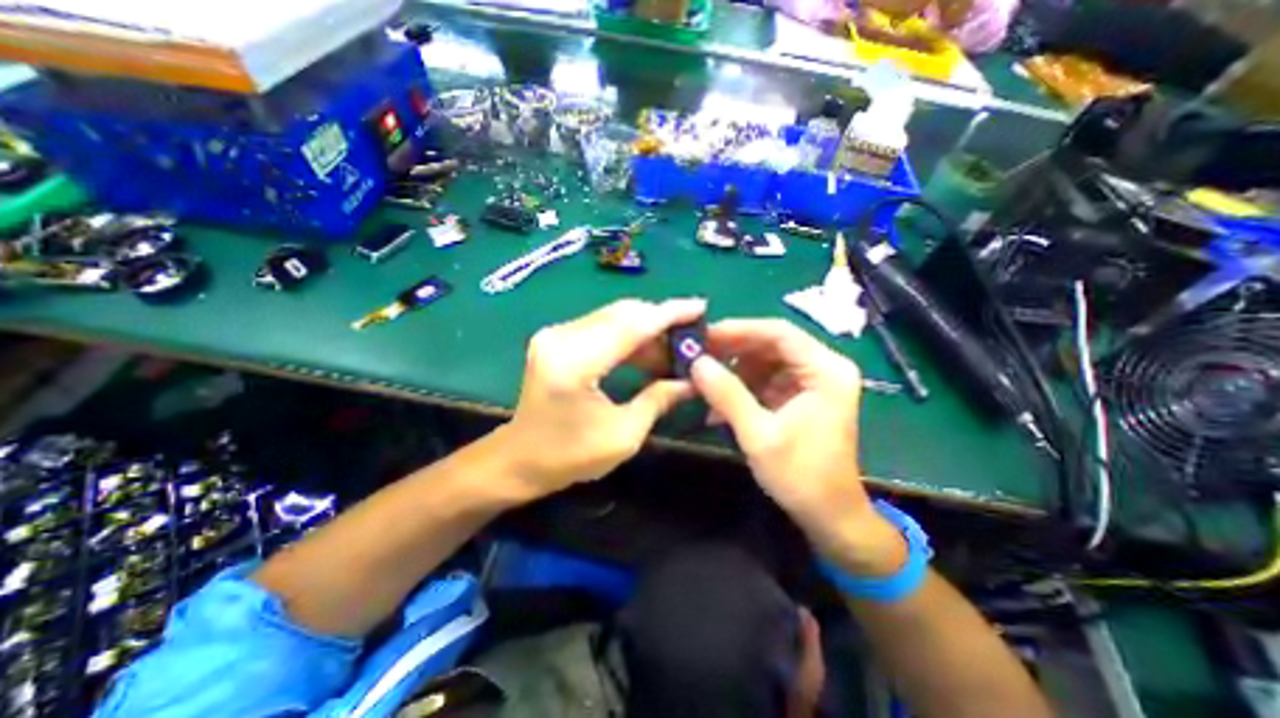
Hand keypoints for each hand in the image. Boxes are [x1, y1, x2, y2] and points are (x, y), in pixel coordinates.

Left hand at [500, 300, 704, 496]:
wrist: (519, 459)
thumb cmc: (568, 457)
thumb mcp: (623, 435)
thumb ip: (659, 400)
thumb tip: (694, 380)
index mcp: (575, 364)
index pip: (632, 325)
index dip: (670, 313)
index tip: (701, 307)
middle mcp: (561, 338)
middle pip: (623, 313)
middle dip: (661, 320)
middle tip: (692, 334)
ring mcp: (556, 334)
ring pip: (614, 317)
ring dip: (647, 328)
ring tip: (675, 347)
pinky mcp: (557, 337)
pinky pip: (602, 326)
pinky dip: (629, 335)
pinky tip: (649, 351)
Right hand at [697, 321, 902, 576]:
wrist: (830, 516)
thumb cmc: (801, 476)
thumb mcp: (758, 435)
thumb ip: (727, 395)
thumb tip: (696, 363)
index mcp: (826, 371)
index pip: (779, 333)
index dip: (739, 330)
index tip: (704, 336)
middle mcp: (824, 368)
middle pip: (772, 344)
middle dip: (733, 351)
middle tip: (698, 356)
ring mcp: (813, 382)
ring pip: (766, 361)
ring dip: (735, 372)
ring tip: (705, 385)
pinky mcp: (802, 396)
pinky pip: (768, 380)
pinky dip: (743, 388)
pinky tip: (721, 406)